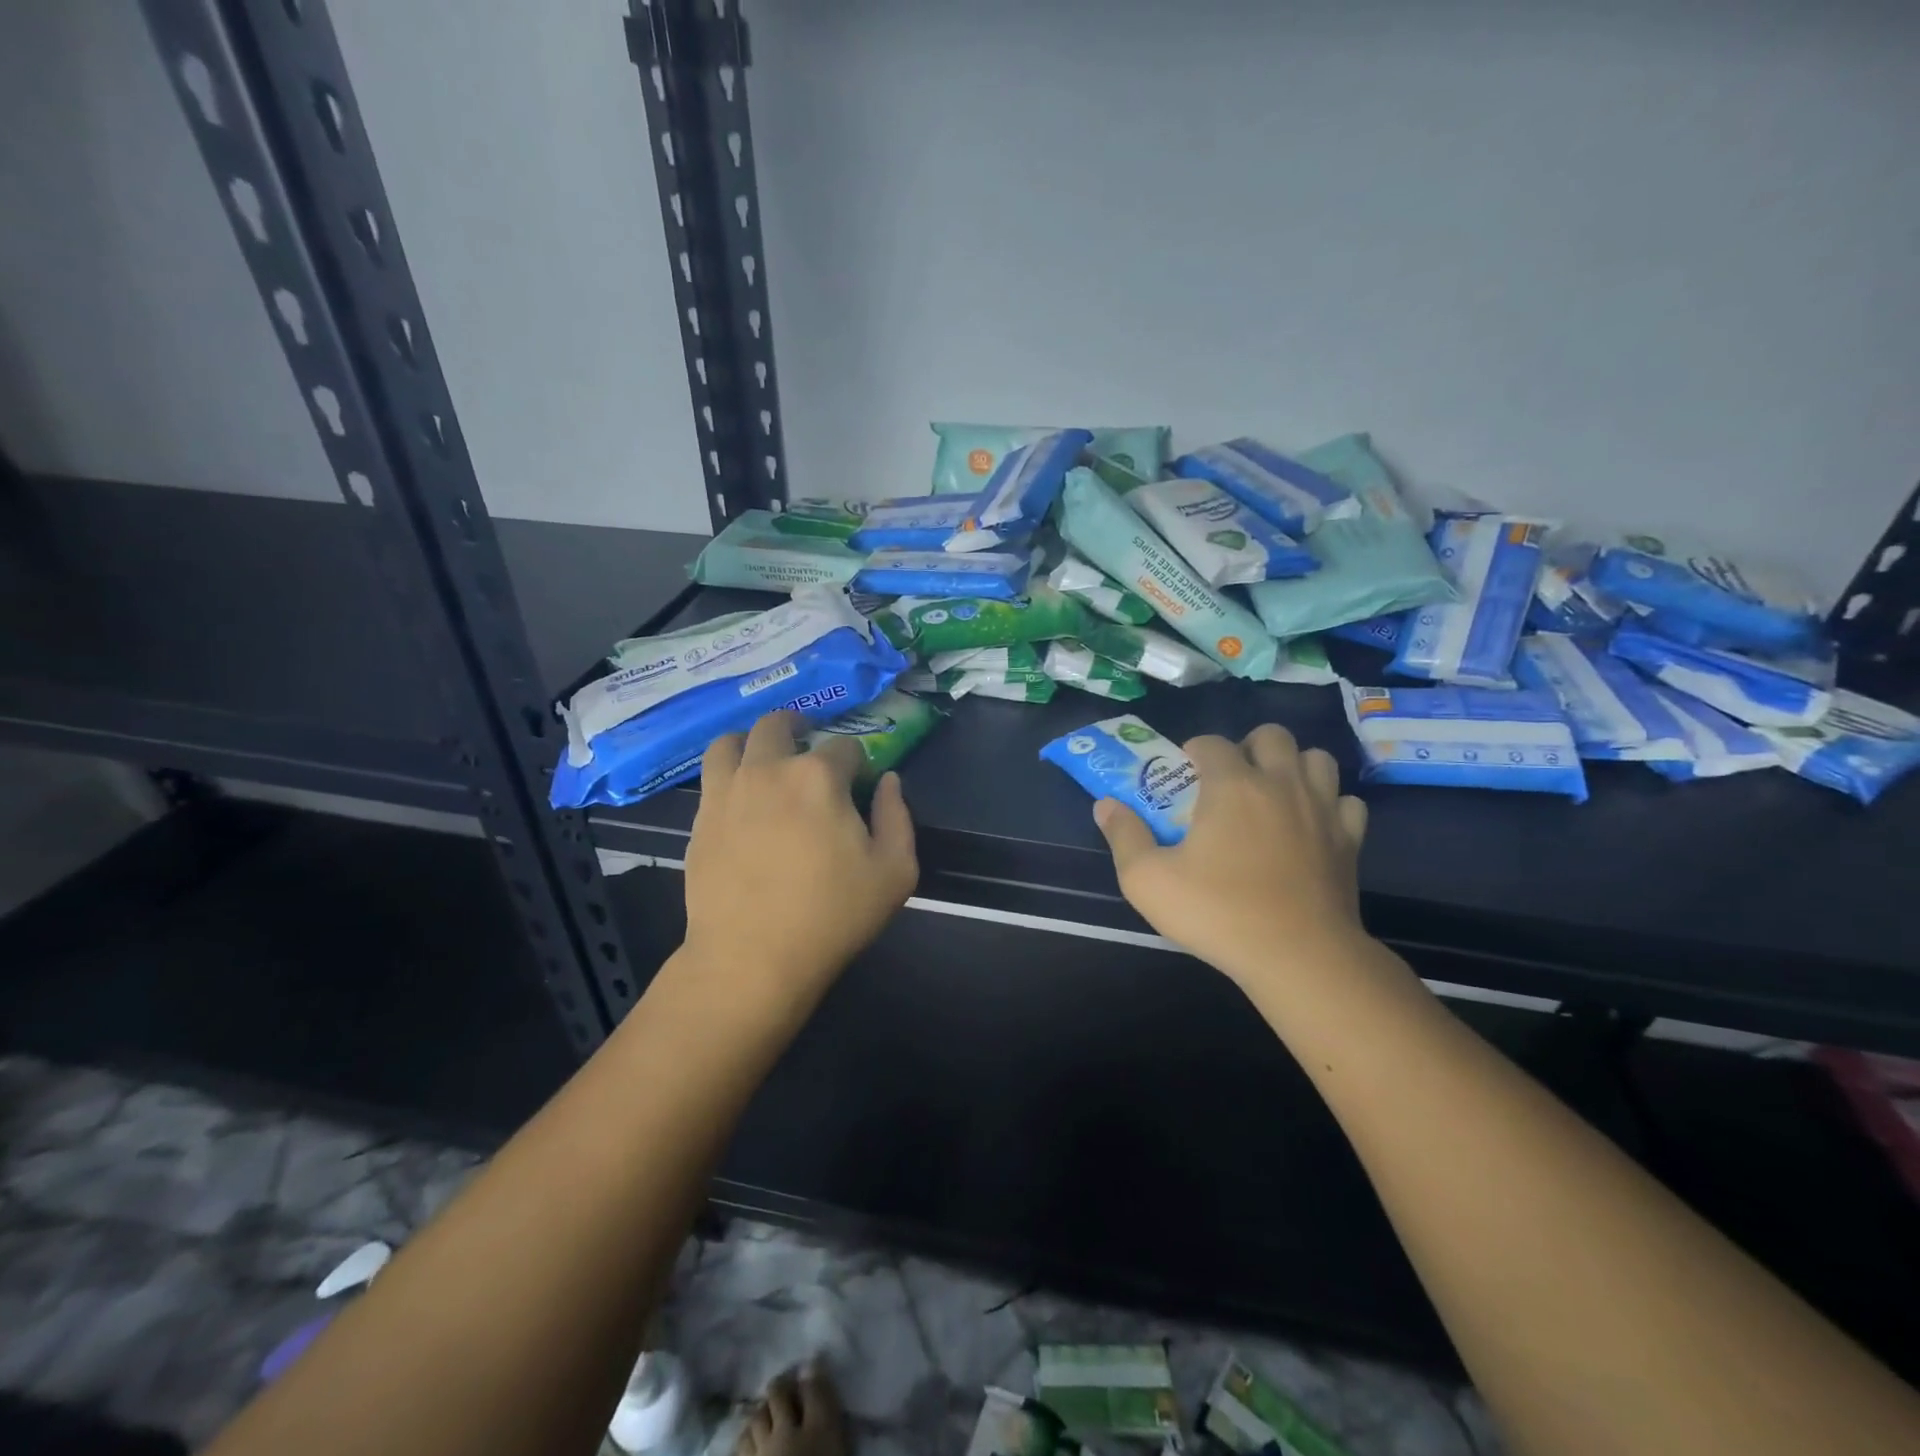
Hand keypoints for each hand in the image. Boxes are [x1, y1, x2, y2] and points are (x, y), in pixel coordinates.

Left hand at [682, 711, 917, 1013]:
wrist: (751, 958)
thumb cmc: (832, 916)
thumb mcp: (895, 872)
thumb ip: (898, 817)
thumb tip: (888, 782)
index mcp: (820, 777)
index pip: (845, 747)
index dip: (858, 764)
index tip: (860, 787)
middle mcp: (769, 769)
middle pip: (779, 724)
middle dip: (800, 728)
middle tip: (809, 747)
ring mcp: (727, 791)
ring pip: (732, 741)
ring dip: (753, 741)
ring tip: (765, 760)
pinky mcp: (701, 818)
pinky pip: (711, 776)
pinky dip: (729, 773)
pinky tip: (742, 798)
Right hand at [1093, 725, 1369, 987]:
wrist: (1299, 956)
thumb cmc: (1218, 912)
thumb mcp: (1147, 880)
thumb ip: (1124, 836)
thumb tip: (1105, 805)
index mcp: (1232, 785)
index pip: (1212, 742)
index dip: (1194, 750)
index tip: (1185, 773)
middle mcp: (1281, 783)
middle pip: (1272, 736)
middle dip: (1249, 747)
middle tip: (1231, 779)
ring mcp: (1322, 809)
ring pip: (1317, 759)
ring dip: (1293, 766)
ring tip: (1273, 793)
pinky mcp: (1349, 840)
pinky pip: (1346, 802)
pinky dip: (1329, 804)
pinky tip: (1311, 825)